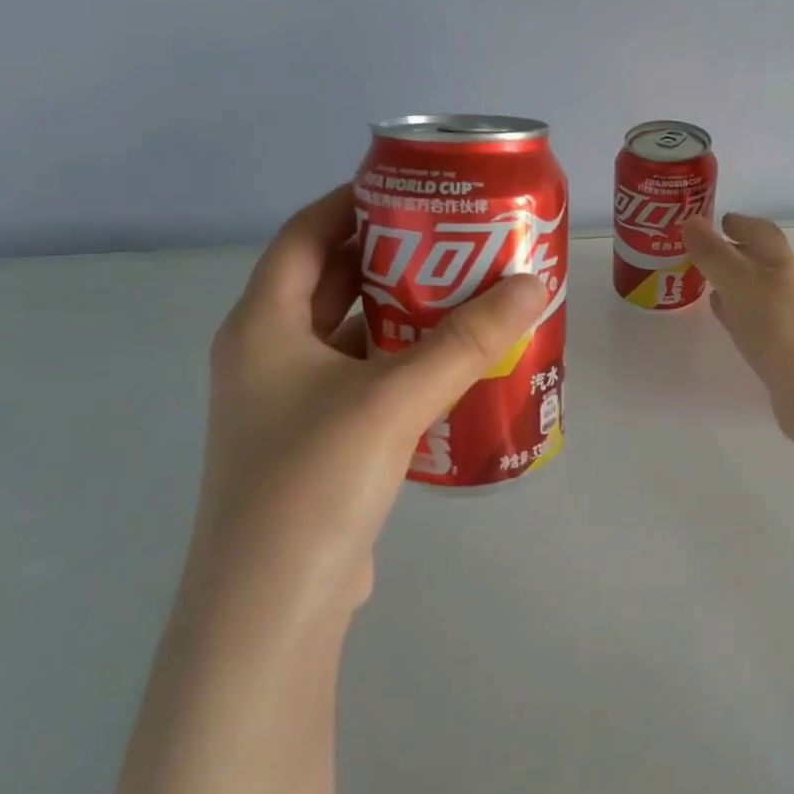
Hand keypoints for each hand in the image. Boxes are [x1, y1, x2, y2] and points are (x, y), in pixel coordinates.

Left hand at [182, 184, 545, 642]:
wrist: (274, 603)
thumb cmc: (315, 481)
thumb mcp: (393, 399)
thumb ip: (465, 342)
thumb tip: (531, 284)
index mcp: (262, 325)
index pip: (304, 234)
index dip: (353, 202)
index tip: (414, 190)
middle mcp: (266, 356)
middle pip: (329, 283)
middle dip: (389, 257)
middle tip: (455, 241)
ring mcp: (286, 405)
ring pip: (348, 337)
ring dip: (399, 315)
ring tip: (463, 296)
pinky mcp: (314, 444)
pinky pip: (361, 382)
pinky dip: (399, 365)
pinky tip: (449, 369)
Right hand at [683, 211, 793, 435]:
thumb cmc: (779, 327)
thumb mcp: (740, 283)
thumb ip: (713, 254)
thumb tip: (689, 220)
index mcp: (781, 263)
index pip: (761, 231)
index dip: (740, 223)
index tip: (718, 219)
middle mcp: (787, 286)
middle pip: (759, 260)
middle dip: (733, 252)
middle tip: (701, 249)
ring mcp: (786, 318)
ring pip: (754, 291)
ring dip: (732, 283)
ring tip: (705, 281)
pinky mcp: (780, 347)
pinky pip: (754, 320)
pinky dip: (736, 312)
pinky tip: (725, 318)